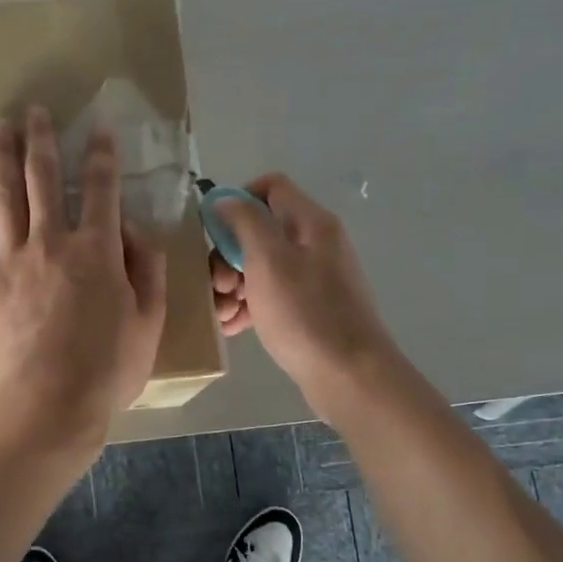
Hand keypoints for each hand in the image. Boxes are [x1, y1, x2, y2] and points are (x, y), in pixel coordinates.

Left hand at [0, 107, 167, 450]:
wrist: (48, 407)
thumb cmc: (107, 371)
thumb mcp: (149, 323)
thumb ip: (148, 272)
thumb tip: (136, 232)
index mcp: (98, 251)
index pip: (101, 189)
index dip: (102, 155)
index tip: (99, 129)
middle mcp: (52, 243)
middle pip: (44, 179)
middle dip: (43, 141)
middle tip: (36, 111)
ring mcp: (11, 261)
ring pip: (5, 197)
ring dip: (2, 158)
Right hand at [209, 174, 401, 418]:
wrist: (349, 374)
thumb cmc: (304, 313)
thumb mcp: (267, 260)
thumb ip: (244, 222)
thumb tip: (225, 199)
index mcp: (311, 223)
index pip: (271, 187)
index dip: (238, 200)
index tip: (214, 231)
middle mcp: (315, 244)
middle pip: (261, 231)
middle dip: (228, 254)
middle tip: (218, 285)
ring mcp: (314, 278)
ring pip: (261, 266)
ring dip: (234, 284)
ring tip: (220, 313)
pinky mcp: (310, 309)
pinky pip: (272, 296)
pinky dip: (250, 305)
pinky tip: (233, 327)